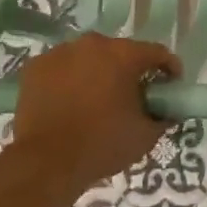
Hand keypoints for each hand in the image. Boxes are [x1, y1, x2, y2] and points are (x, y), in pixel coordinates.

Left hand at [10, 33, 180, 194]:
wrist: (46, 161)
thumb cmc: (102, 145)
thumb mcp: (146, 135)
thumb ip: (163, 117)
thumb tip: (167, 111)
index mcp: (122, 55)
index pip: (156, 52)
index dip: (169, 68)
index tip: (171, 86)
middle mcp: (91, 44)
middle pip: (120, 52)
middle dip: (130, 71)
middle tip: (133, 96)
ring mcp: (59, 53)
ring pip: (88, 58)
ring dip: (98, 73)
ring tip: (98, 100)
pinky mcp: (35, 67)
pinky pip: (62, 68)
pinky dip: (70, 80)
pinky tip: (70, 102)